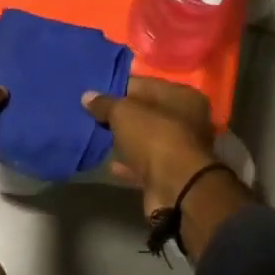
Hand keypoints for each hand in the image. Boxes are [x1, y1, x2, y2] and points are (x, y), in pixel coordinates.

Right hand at [80, 77, 220, 220]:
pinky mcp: (170, 176)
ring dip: (125, 141)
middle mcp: (187, 120)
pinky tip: (109, 164)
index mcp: (182, 96)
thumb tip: (87, 96)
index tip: (95, 93)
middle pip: (147, 113)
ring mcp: (180, 150)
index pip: (145, 85)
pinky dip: (128, 164)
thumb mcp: (123, 112)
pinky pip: (144, 165)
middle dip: (121, 115)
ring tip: (96, 137)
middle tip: (92, 115)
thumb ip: (105, 103)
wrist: (176, 190)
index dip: (119, 88)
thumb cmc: (154, 137)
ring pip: (146, 140)